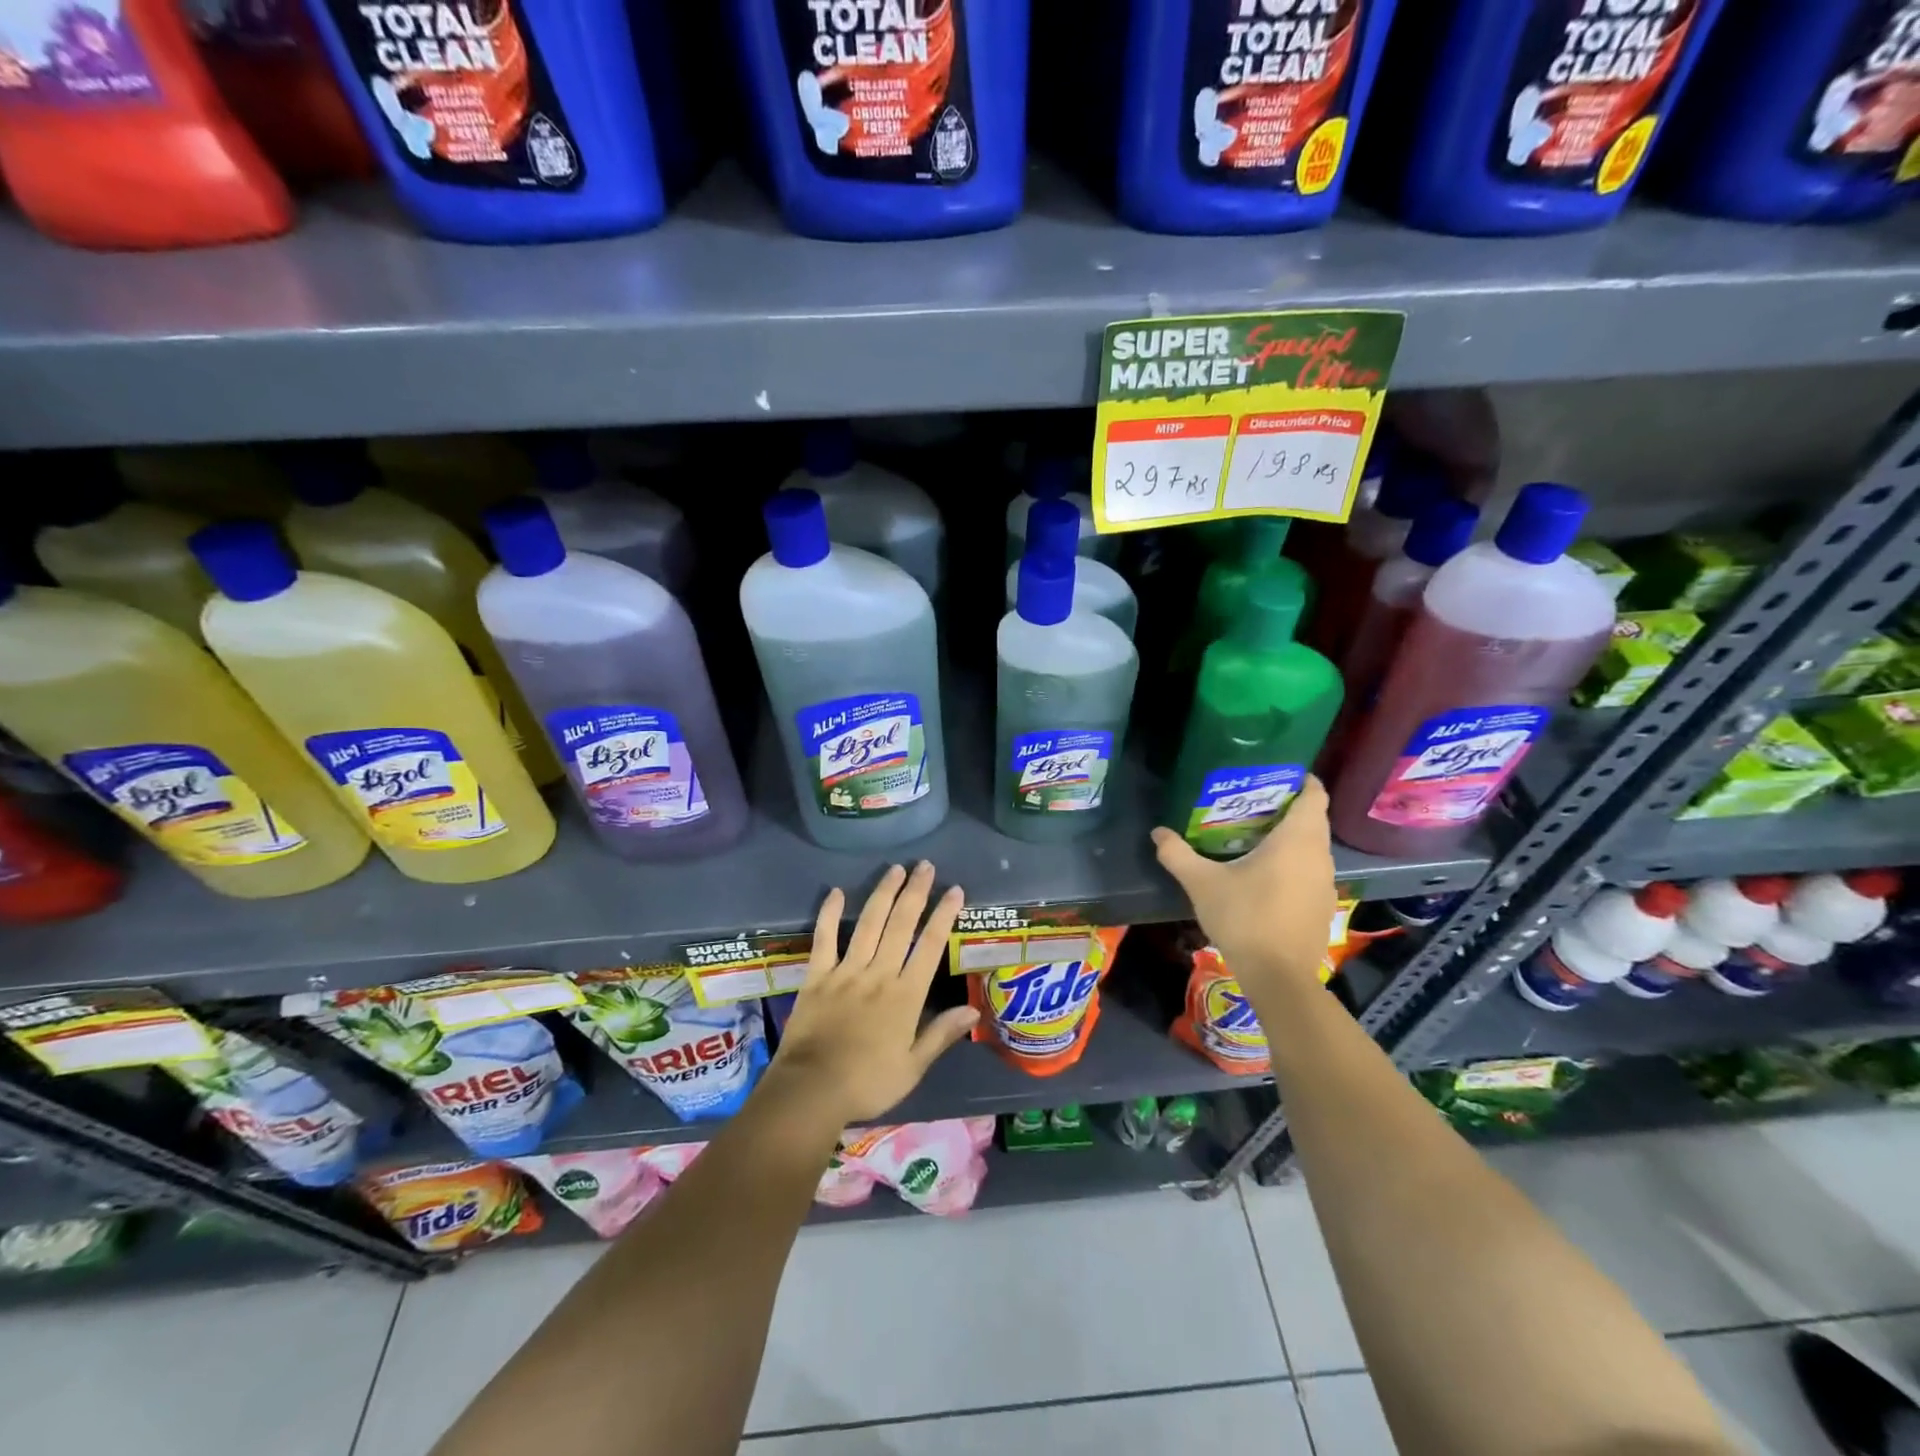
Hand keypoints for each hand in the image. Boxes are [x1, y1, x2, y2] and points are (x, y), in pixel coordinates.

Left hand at [771, 862, 977, 1125]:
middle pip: (901, 924)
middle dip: (916, 892)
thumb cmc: (867, 1083)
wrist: (811, 1090)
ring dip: (883, 893)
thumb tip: (973, 1010)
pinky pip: (824, 939)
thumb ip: (941, 1034)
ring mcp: (846, 971)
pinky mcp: (817, 976)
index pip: (930, 946)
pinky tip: (837, 892)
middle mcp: (879, 974)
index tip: (955, 891)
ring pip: (869, 923)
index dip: (944, 915)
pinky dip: (830, 914)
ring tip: (895, 869)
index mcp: (905, 995)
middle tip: (926, 866)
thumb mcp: (912, 1067)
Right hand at [1151, 776, 1336, 1000]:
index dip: (1301, 781)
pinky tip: (1267, 877)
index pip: (1315, 795)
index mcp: (1297, 840)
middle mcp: (1319, 856)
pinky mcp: (1323, 907)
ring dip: (1292, 839)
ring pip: (1313, 848)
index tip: (1277, 774)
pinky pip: (1311, 872)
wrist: (1278, 977)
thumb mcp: (1202, 884)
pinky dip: (1295, 865)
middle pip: (1313, 820)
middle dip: (1289, 808)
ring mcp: (1326, 884)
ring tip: (1256, 837)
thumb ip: (1178, 854)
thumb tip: (1157, 833)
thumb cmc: (1244, 917)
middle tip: (1253, 804)